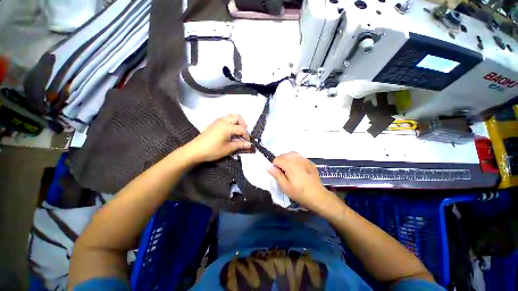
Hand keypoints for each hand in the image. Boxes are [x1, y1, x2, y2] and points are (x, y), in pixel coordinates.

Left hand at [187, 114, 252, 162]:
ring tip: (238, 132)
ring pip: (232, 116)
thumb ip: (240, 145)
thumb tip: (249, 145)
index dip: (246, 136)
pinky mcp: (214, 123)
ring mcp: (218, 121)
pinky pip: (226, 118)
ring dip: (237, 122)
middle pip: (238, 118)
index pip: (242, 129)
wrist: (195, 150)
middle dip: (243, 125)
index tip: (247, 143)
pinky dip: (231, 122)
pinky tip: (230, 131)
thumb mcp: (228, 149)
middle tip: (243, 134)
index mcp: (228, 127)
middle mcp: (224, 121)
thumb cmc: (213, 150)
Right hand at [267, 152, 336, 212]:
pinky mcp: (310, 162)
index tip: (277, 174)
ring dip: (287, 159)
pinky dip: (295, 159)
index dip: (274, 166)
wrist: (318, 196)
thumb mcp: (285, 187)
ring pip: (291, 153)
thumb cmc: (299, 193)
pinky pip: (299, 156)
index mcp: (290, 165)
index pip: (277, 159)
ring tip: (289, 169)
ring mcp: (305, 160)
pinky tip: (297, 169)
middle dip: (280, 161)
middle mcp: (297, 159)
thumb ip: (276, 175)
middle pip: (284, 155)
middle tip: (282, 172)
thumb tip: (269, 167)